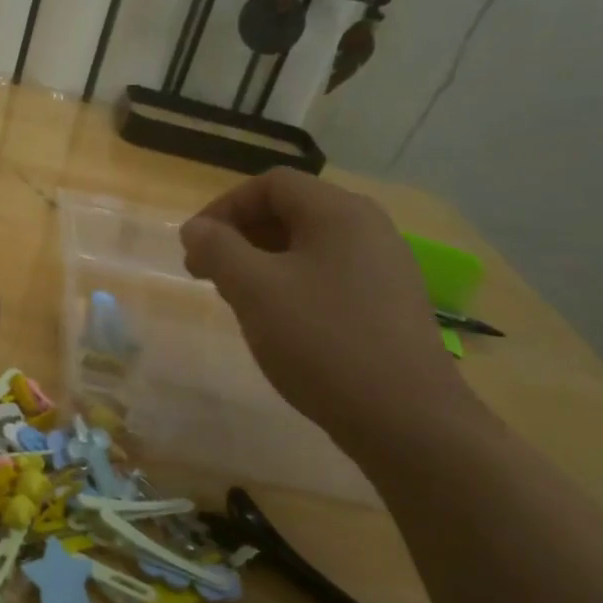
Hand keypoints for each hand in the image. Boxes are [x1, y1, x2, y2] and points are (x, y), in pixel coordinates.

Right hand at [180, 169, 475, 454]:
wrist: (406, 419)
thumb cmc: (322, 341)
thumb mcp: (254, 290)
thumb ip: (218, 249)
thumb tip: (196, 227)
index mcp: (339, 212)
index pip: (271, 184)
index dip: (224, 207)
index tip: (195, 246)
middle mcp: (369, 228)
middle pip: (292, 210)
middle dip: (241, 235)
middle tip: (207, 274)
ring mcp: (385, 267)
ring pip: (309, 246)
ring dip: (263, 261)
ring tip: (237, 298)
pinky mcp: (390, 304)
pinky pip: (330, 275)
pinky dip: (293, 284)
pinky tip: (279, 323)